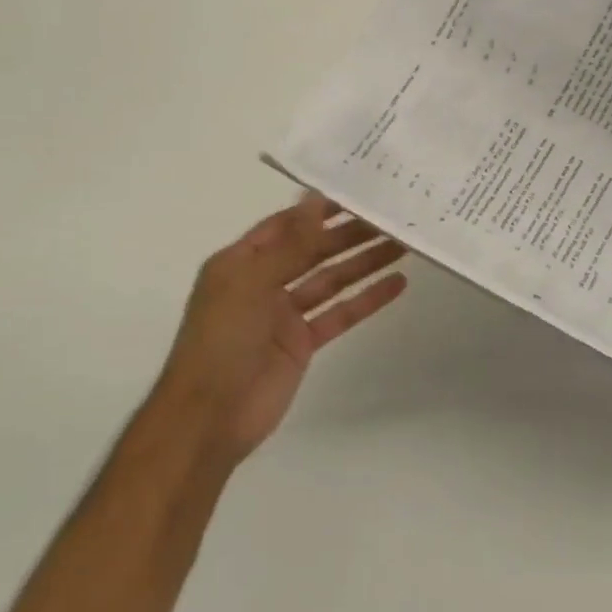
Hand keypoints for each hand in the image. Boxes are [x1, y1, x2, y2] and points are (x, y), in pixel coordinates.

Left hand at [163, 194, 406, 468]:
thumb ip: (291, 243)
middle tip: (390, 219)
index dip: (318, 210)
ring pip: (331, 280)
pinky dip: (366, 300)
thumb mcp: (253, 282)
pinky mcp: (302, 343)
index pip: (285, 225)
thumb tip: (315, 199)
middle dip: (349, 235)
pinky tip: (395, 284)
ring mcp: (284, 315)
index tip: (358, 194)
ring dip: (363, 263)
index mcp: (240, 262)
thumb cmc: (222, 340)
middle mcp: (262, 282)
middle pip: (313, 251)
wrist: (210, 418)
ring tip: (401, 245)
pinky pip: (339, 314)